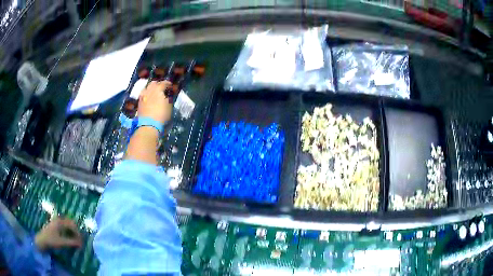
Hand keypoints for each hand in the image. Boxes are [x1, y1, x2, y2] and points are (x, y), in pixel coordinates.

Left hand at [35, 218, 82, 250]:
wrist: (42, 240)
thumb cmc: (51, 240)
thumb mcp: (62, 242)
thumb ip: (72, 242)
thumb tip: (82, 244)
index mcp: (60, 222)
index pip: (72, 225)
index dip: (78, 233)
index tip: (82, 242)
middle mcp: (58, 219)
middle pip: (70, 223)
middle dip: (76, 231)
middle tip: (79, 240)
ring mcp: (56, 222)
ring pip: (67, 224)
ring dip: (72, 232)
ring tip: (75, 240)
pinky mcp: (54, 225)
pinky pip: (64, 226)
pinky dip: (68, 232)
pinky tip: (69, 238)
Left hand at [138, 81, 172, 123]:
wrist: (148, 125)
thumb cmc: (161, 115)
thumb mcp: (169, 107)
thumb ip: (168, 99)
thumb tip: (167, 96)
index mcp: (157, 89)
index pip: (164, 83)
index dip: (168, 84)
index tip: (171, 86)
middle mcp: (148, 90)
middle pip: (153, 83)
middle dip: (158, 84)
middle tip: (162, 88)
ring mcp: (142, 96)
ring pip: (147, 88)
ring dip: (151, 89)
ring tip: (155, 93)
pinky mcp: (139, 102)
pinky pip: (144, 95)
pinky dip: (147, 95)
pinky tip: (150, 99)